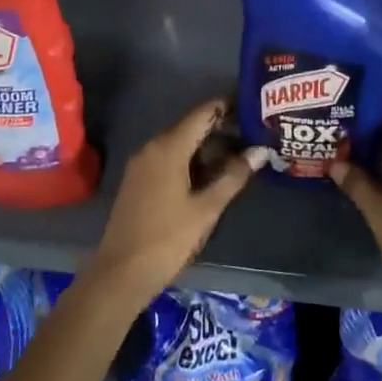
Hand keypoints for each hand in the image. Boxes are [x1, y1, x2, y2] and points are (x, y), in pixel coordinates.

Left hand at [83, 100, 268, 306]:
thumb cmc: (167, 239)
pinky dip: (192, 161)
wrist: (120, 274)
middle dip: (222, 129)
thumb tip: (261, 150)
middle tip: (254, 135)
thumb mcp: (207, 209)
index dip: (228, 106)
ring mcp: (142, 165)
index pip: (203, 113)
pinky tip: (212, 176)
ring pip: (180, 144)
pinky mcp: (138, 181)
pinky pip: (169, 159)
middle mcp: (152, 147)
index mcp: (168, 148)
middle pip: (191, 127)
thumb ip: (234, 176)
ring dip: (208, 148)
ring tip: (240, 156)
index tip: (253, 107)